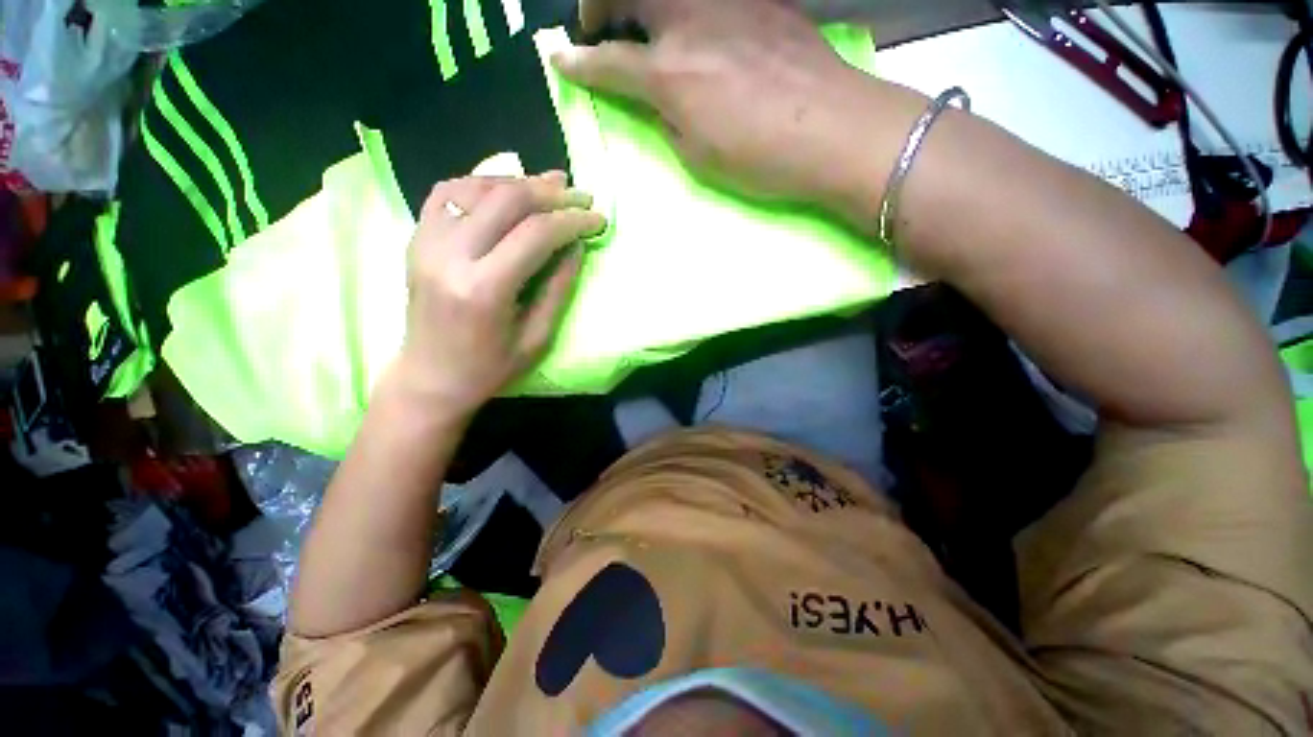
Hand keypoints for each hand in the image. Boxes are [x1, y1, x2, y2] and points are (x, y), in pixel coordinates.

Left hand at [391, 173, 605, 421]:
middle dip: (551, 193)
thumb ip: (558, 288)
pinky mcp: (416, 239)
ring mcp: (426, 242)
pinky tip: (505, 189)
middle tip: (580, 196)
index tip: (598, 219)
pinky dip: (481, 183)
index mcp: (484, 288)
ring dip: (519, 182)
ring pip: (476, 187)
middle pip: (507, 200)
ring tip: (551, 186)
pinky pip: (448, 193)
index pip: (536, 234)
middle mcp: (450, 255)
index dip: (572, 221)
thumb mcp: (537, 338)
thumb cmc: (489, 369)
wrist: (430, 377)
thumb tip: (576, 247)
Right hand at [553, 0, 924, 226]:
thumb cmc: (760, 157)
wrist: (832, 128)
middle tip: (594, 24)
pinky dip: (684, 6)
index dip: (578, 63)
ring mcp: (726, 0)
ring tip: (638, 20)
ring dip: (639, 1)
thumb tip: (658, 100)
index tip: (560, 59)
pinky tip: (691, 22)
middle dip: (596, 4)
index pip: (608, 62)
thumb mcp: (700, 157)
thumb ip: (668, 121)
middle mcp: (689, 22)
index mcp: (670, 74)